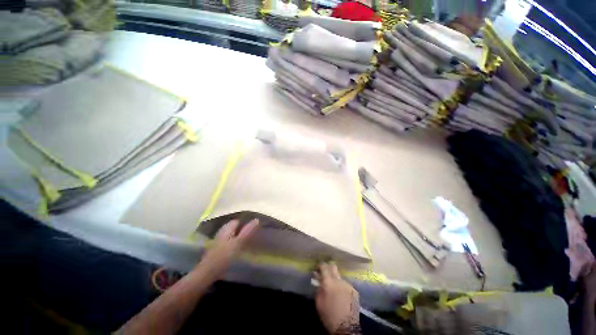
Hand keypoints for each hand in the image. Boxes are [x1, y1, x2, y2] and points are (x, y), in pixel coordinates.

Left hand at [195, 219, 258, 279]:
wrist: (206, 274)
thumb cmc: (223, 257)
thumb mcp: (238, 243)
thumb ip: (247, 231)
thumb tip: (256, 219)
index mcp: (226, 229)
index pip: (237, 221)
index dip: (245, 222)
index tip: (254, 226)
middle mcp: (221, 233)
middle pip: (233, 227)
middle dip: (241, 229)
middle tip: (252, 233)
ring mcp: (218, 242)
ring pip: (230, 235)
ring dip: (237, 236)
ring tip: (247, 240)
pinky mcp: (216, 251)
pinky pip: (227, 243)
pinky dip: (233, 243)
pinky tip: (238, 249)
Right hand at [315, 262, 360, 333]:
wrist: (347, 328)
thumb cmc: (329, 316)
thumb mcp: (319, 303)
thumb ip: (319, 289)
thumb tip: (319, 281)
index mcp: (328, 283)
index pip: (324, 267)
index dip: (320, 265)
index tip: (318, 268)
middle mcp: (339, 280)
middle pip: (333, 267)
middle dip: (328, 268)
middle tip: (326, 274)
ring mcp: (347, 285)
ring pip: (340, 276)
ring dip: (336, 279)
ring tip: (334, 289)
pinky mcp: (354, 290)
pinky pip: (346, 285)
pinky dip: (342, 287)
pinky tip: (341, 296)